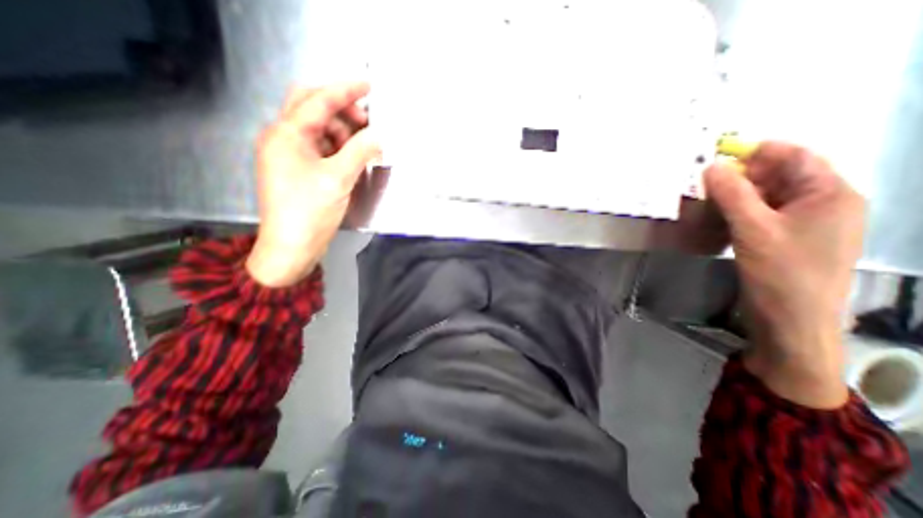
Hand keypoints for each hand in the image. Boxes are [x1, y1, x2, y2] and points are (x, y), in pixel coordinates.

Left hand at [242, 83, 379, 288]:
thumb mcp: (339, 179)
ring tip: (363, 148)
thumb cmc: (310, 212)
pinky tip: (352, 159)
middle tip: (367, 124)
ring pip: (318, 129)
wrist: (291, 247)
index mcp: (287, 134)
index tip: (369, 85)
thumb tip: (379, 137)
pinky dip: (337, 149)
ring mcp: (288, 155)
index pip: (318, 101)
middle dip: (341, 110)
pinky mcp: (296, 170)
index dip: (345, 90)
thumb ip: (360, 152)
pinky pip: (319, 148)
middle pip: (312, 108)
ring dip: (342, 133)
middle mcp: (283, 138)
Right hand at [708, 142, 866, 407]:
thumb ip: (732, 194)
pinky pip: (763, 215)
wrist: (792, 321)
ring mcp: (806, 223)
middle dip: (742, 175)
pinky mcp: (788, 239)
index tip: (716, 155)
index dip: (756, 151)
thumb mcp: (753, 229)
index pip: (795, 156)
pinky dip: (740, 211)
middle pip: (780, 175)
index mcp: (830, 193)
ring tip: (707, 199)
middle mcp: (824, 203)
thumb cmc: (780, 273)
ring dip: (738, 195)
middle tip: (705, 182)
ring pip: (768, 196)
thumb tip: (711, 166)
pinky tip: (719, 218)